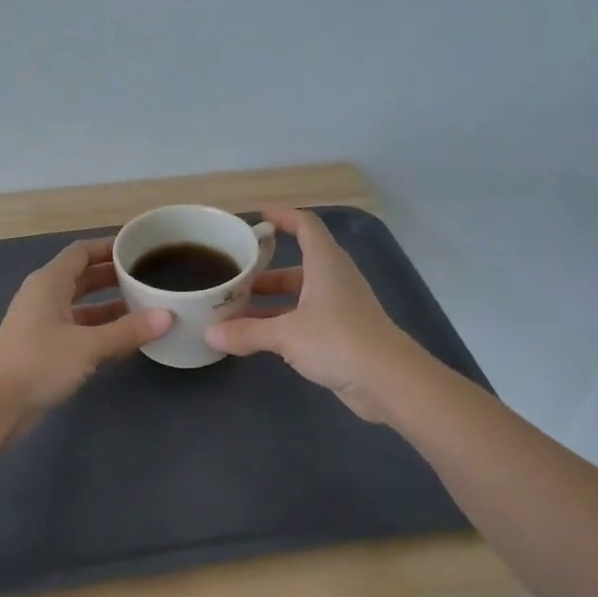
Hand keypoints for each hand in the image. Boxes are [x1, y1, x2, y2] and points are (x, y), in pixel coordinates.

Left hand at [0, 237, 171, 423]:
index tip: (139, 248)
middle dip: (113, 277)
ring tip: (146, 307)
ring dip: (110, 306)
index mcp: (49, 282)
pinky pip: (78, 330)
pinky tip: (126, 339)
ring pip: (82, 307)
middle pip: (83, 278)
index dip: (108, 247)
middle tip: (148, 277)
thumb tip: (167, 316)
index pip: (81, 252)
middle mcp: (44, 297)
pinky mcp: (44, 349)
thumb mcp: (88, 345)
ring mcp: (42, 324)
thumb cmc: (38, 363)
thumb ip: (127, 330)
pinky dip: (100, 330)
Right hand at [205, 207, 411, 422]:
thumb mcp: (286, 334)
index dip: (282, 216)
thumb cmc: (338, 341)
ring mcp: (339, 307)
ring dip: (270, 299)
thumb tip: (209, 333)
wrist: (388, 380)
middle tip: (233, 274)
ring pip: (299, 294)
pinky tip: (258, 335)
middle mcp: (334, 279)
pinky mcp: (341, 333)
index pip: (305, 225)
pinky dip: (282, 321)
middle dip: (264, 269)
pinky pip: (304, 318)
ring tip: (236, 308)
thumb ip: (247, 332)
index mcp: (325, 263)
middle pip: (297, 263)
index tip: (257, 216)